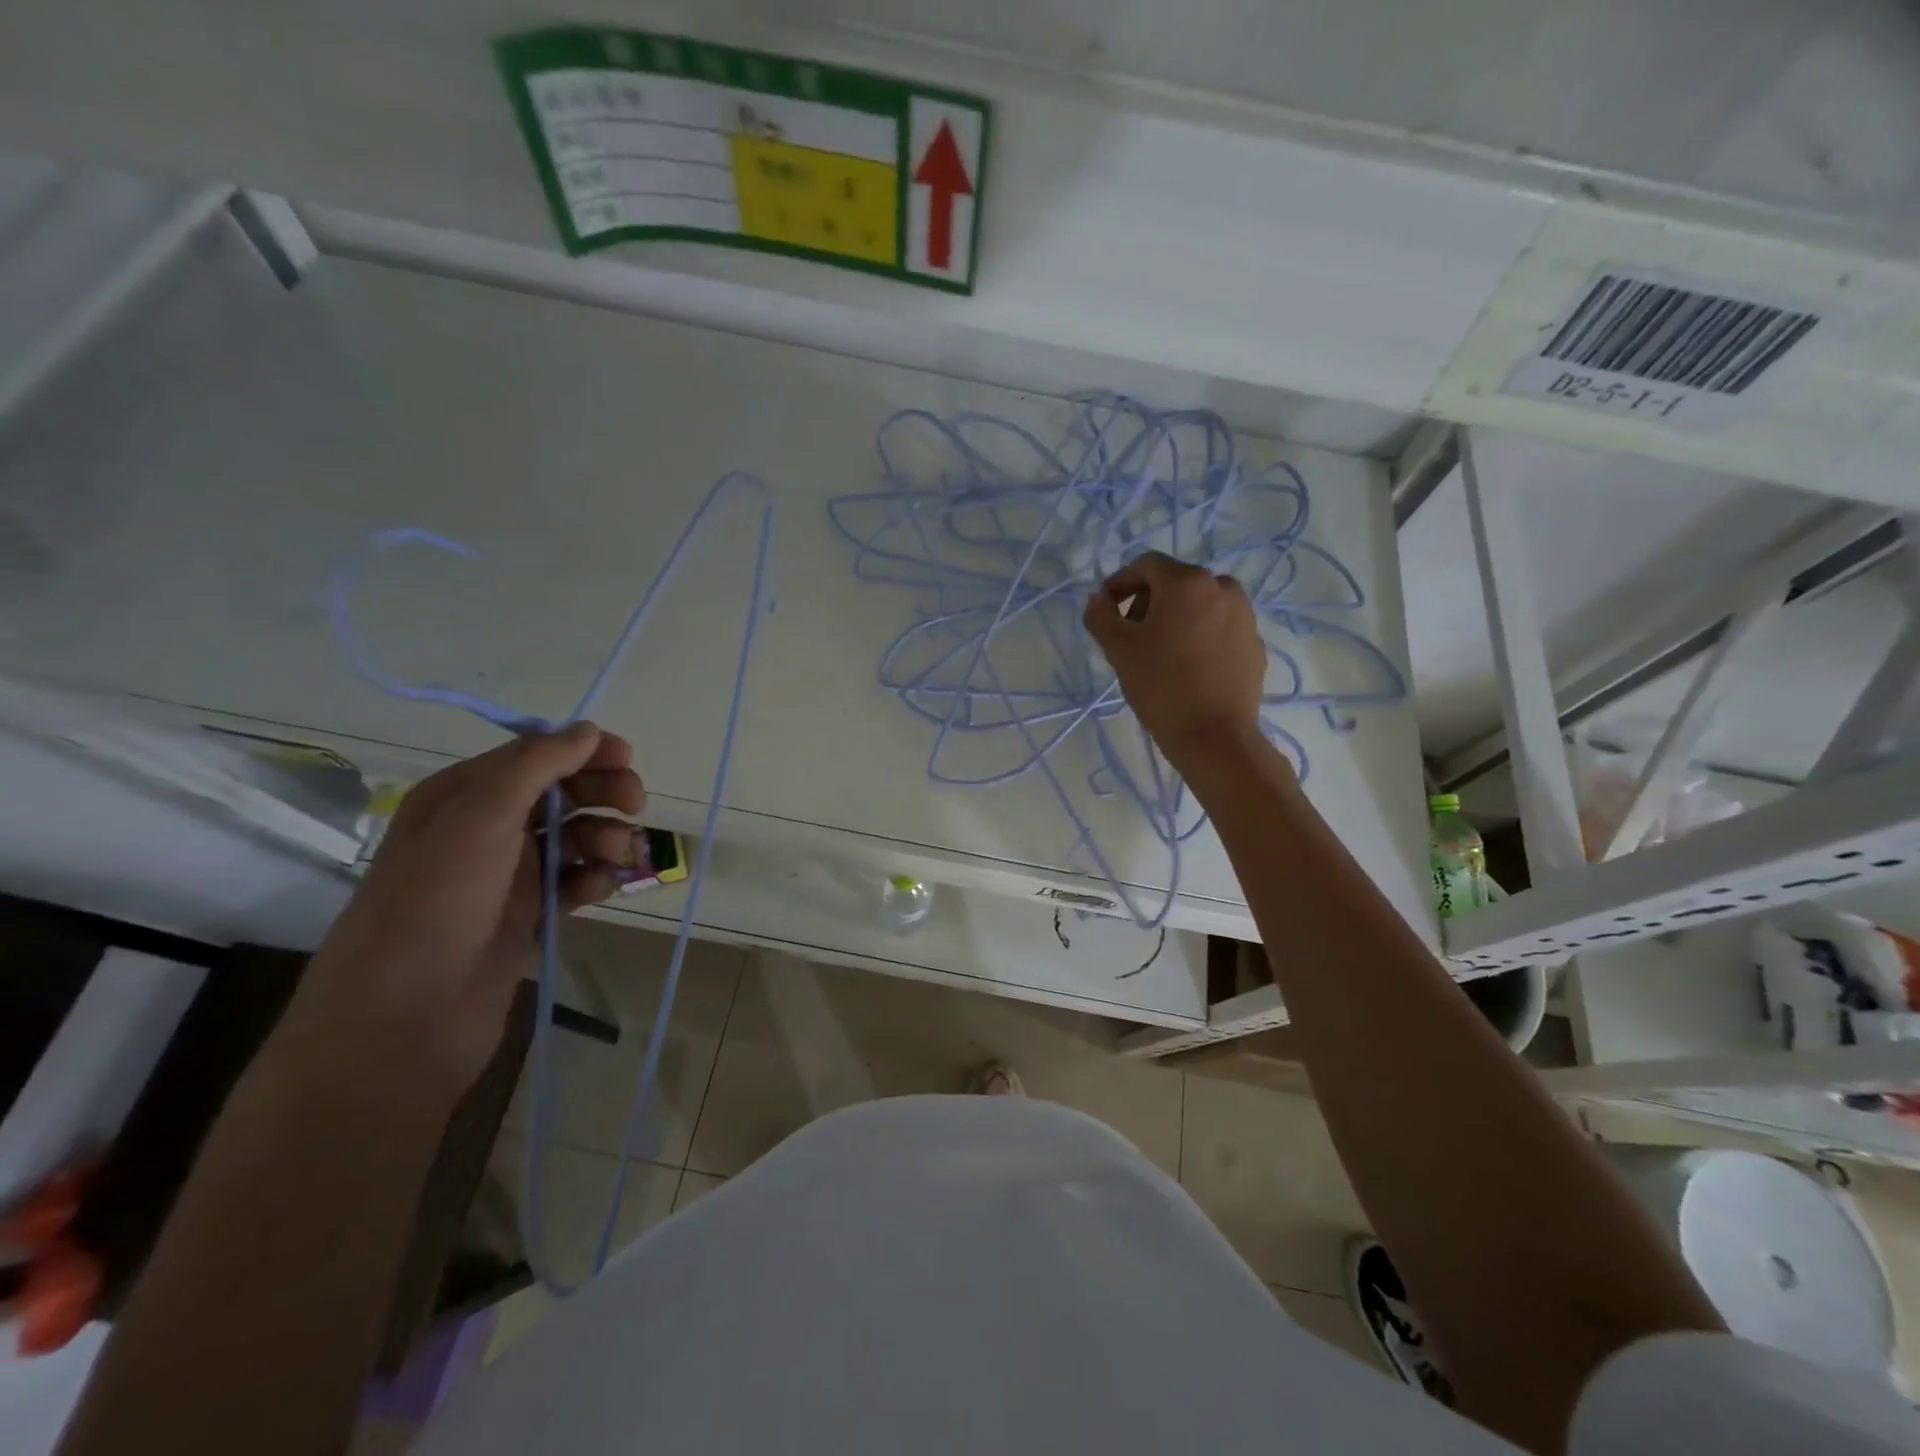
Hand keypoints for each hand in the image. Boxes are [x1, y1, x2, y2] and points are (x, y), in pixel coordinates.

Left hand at [277, 724, 646, 1103]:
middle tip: (635, 806)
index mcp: (464, 796)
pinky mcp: (530, 915)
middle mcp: (487, 829)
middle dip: (603, 793)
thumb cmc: (436, 902)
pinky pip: (577, 881)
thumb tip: (588, 729)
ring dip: (606, 838)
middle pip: (563, 793)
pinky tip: (598, 890)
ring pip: (577, 837)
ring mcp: (510, 874)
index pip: (535, 755)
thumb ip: (536, 766)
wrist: (405, 1018)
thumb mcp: (480, 818)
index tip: (627, 758)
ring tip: (618, 857)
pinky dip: (595, 879)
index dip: (583, 751)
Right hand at [1083, 552, 1270, 779]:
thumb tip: (1098, 601)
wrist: (1215, 736)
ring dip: (1175, 618)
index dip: (1120, 582)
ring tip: (1159, 652)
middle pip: (1175, 583)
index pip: (1146, 565)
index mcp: (1187, 582)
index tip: (1105, 608)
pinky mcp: (1254, 644)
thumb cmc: (1161, 686)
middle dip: (1147, 602)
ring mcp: (1244, 616)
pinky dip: (1199, 636)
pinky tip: (1186, 667)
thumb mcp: (1119, 650)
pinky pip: (1219, 628)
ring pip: (1199, 605)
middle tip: (1129, 634)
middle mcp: (1222, 588)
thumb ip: (1101, 616)